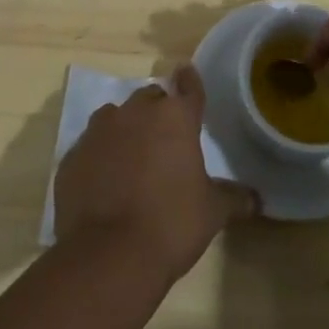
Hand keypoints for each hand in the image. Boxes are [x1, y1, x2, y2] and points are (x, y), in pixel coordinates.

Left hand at [54, 65, 257, 281]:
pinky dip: (99, 156)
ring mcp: (99, 132)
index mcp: (175, 118)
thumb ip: (234, 198)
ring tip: (131, 157)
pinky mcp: (72, 156)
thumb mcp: (212, 213)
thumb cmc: (171, 224)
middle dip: (157, 112)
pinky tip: (104, 182)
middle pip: (150, 99)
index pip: (188, 87)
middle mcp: (136, 113)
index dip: (190, 81)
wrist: (107, 256)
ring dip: (125, 129)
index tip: (187, 73)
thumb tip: (256, 199)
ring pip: (115, 117)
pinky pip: (90, 147)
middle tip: (165, 139)